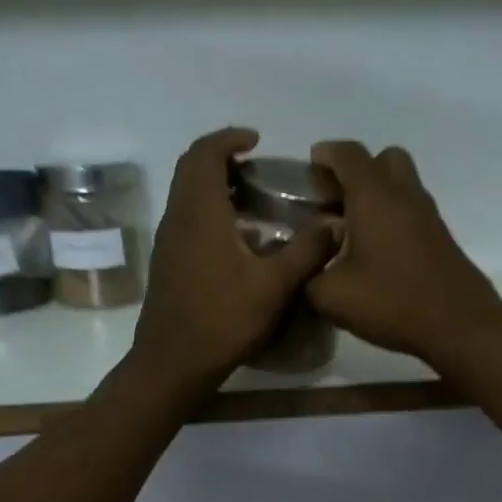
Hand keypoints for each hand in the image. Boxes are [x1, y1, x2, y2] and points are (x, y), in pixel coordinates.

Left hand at [127, 127, 336, 395]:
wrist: (173, 363)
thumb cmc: (223, 320)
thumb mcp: (274, 287)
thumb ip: (306, 251)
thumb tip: (335, 223)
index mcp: (200, 213)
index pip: (204, 154)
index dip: (228, 138)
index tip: (256, 141)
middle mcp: (177, 219)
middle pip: (190, 169)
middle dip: (220, 158)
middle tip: (255, 168)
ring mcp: (167, 243)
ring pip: (185, 196)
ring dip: (212, 186)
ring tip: (251, 200)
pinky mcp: (167, 264)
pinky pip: (185, 220)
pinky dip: (207, 212)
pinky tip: (236, 240)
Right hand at [307, 141, 501, 364]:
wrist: (458, 324)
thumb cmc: (391, 301)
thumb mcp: (332, 295)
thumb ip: (310, 275)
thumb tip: (309, 266)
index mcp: (374, 195)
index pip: (348, 154)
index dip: (326, 154)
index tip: (309, 169)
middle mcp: (404, 194)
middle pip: (383, 159)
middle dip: (358, 171)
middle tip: (336, 200)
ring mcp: (428, 215)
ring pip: (402, 185)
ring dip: (377, 196)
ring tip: (352, 230)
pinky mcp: (441, 238)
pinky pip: (412, 212)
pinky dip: (392, 218)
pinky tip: (376, 252)